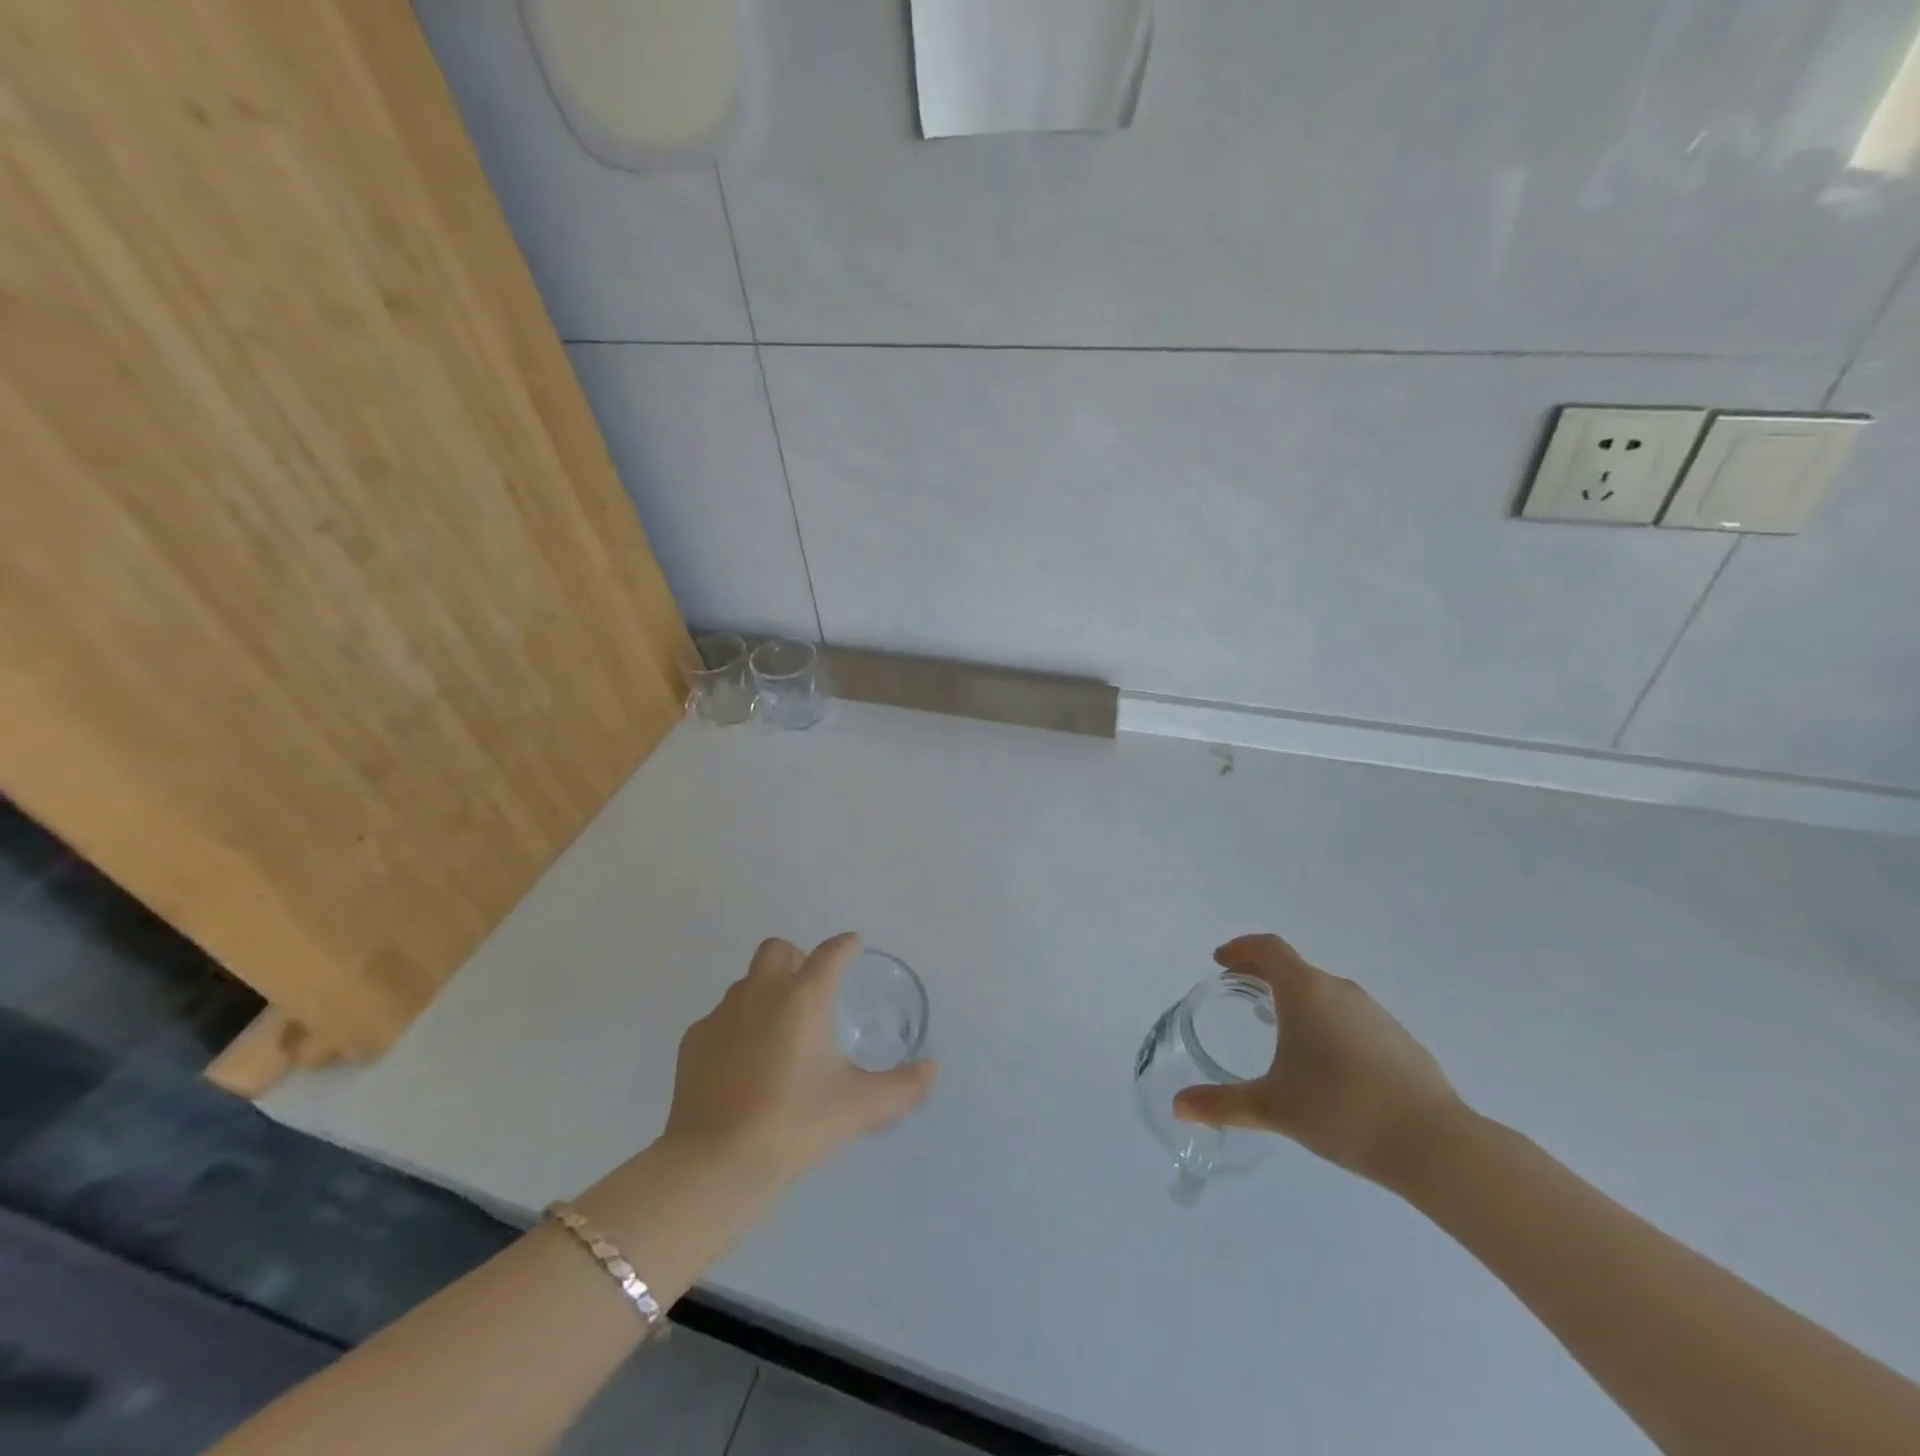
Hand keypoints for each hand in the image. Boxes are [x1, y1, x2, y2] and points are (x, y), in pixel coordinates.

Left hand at [662, 933, 936, 1184]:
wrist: (715, 1162)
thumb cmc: (795, 1123)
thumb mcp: (858, 1107)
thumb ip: (902, 1087)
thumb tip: (932, 1069)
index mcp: (804, 997)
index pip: (829, 953)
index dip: (844, 945)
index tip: (853, 945)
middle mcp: (761, 993)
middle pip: (777, 950)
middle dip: (795, 958)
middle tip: (809, 990)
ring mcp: (722, 1014)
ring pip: (746, 982)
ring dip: (764, 991)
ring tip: (777, 1031)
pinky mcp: (693, 1041)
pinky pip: (719, 1018)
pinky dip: (735, 1027)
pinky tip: (741, 1063)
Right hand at [1173, 933, 1464, 1188]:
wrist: (1435, 1145)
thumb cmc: (1341, 1110)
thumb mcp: (1272, 1108)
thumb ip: (1222, 1104)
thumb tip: (1178, 1107)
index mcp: (1306, 992)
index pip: (1268, 949)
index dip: (1241, 949)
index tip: (1221, 962)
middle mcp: (1340, 991)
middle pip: (1294, 968)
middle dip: (1262, 975)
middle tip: (1240, 993)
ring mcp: (1375, 1013)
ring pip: (1324, 993)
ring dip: (1296, 999)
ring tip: (1278, 1028)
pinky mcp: (1399, 1039)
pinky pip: (1350, 1016)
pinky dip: (1326, 1022)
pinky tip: (1326, 1062)